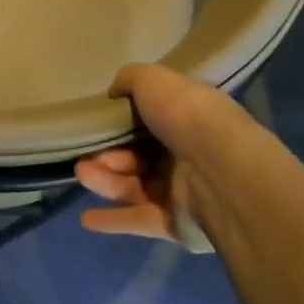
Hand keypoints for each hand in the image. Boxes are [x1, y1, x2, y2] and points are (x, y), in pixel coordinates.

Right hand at [75, 63, 248, 251]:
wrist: (221, 172)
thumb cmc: (187, 117)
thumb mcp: (153, 79)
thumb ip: (130, 79)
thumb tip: (115, 92)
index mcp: (188, 119)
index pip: (153, 119)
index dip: (124, 119)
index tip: (99, 119)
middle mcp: (187, 154)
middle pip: (139, 154)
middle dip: (109, 152)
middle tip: (84, 151)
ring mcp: (182, 192)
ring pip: (134, 185)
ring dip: (105, 180)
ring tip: (82, 173)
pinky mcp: (175, 224)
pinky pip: (138, 219)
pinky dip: (112, 219)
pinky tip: (86, 219)